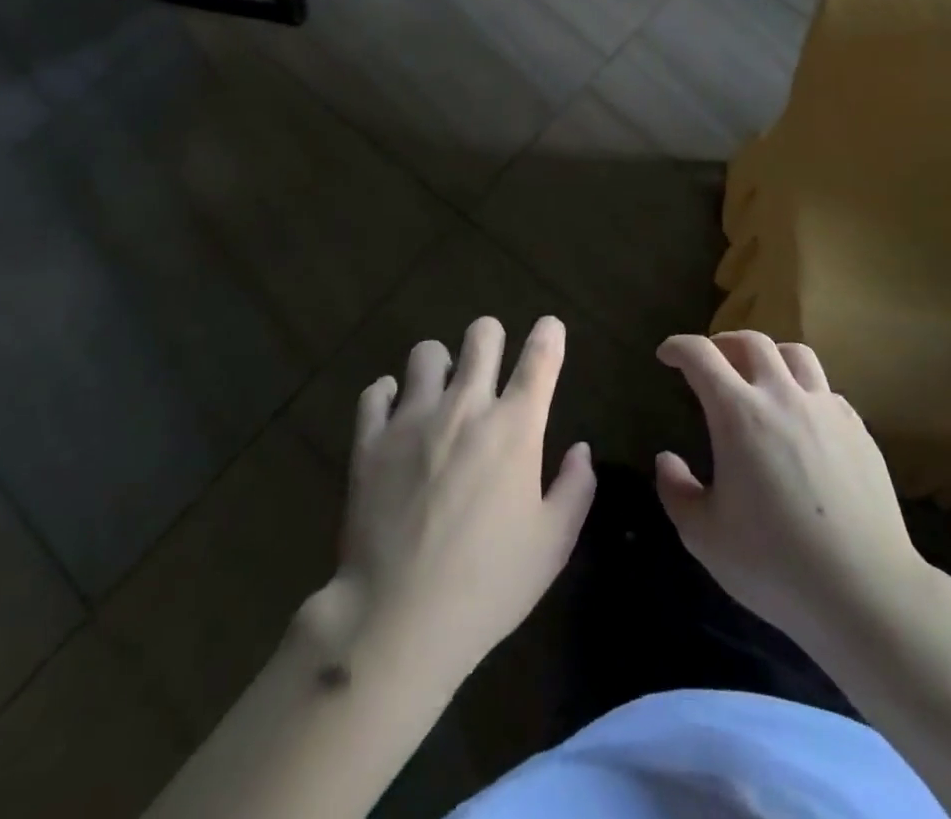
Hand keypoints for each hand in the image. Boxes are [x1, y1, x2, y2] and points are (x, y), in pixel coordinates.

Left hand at [334, 316, 595, 689]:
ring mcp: (412, 418)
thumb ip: (575, 489)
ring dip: (439, 366)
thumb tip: (580, 450)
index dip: (549, 334)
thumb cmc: (488, 585)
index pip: (540, 356)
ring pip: (427, 353)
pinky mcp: (370, 439)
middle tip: (491, 364)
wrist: (397, 620)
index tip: (549, 329)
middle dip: (492, 337)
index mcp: (515, 426)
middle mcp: (465, 406)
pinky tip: (395, 416)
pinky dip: (388, 396)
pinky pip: (376, 391)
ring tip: (439, 394)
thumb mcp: (552, 545)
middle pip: (481, 334)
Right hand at [655, 331, 929, 659]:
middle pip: (751, 341)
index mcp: (739, 414)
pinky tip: (800, 419)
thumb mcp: (704, 536)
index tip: (667, 354)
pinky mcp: (858, 429)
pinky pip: (825, 390)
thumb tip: (667, 459)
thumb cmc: (774, 564)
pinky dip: (803, 389)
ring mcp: (826, 409)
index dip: (679, 347)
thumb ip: (676, 490)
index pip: (701, 355)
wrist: (865, 592)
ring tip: (759, 375)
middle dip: (723, 342)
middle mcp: (782, 396)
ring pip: (795, 354)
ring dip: (769, 355)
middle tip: (711, 360)